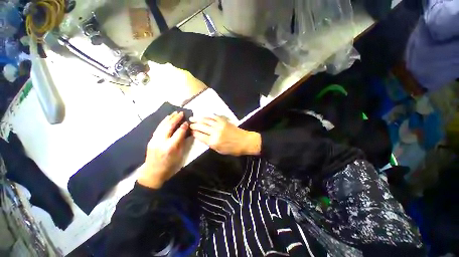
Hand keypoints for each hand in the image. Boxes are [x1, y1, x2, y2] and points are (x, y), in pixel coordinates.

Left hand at [137, 111, 188, 188]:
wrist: (152, 172)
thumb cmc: (169, 165)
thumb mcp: (179, 155)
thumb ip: (182, 142)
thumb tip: (185, 132)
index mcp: (170, 147)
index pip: (178, 133)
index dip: (183, 127)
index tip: (187, 122)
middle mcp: (161, 141)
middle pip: (169, 126)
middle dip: (175, 118)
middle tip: (181, 113)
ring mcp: (154, 140)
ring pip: (162, 125)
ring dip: (169, 118)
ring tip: (174, 113)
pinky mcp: (151, 139)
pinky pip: (158, 128)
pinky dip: (163, 122)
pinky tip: (167, 118)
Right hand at [190, 115, 260, 155]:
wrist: (245, 141)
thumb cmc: (233, 149)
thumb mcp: (220, 150)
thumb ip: (210, 143)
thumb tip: (203, 137)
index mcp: (213, 142)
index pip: (200, 136)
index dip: (194, 133)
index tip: (190, 131)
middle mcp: (215, 132)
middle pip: (201, 127)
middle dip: (194, 125)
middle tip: (189, 123)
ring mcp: (219, 125)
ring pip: (206, 120)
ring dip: (198, 119)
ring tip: (192, 118)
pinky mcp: (224, 121)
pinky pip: (214, 117)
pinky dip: (208, 116)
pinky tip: (204, 116)